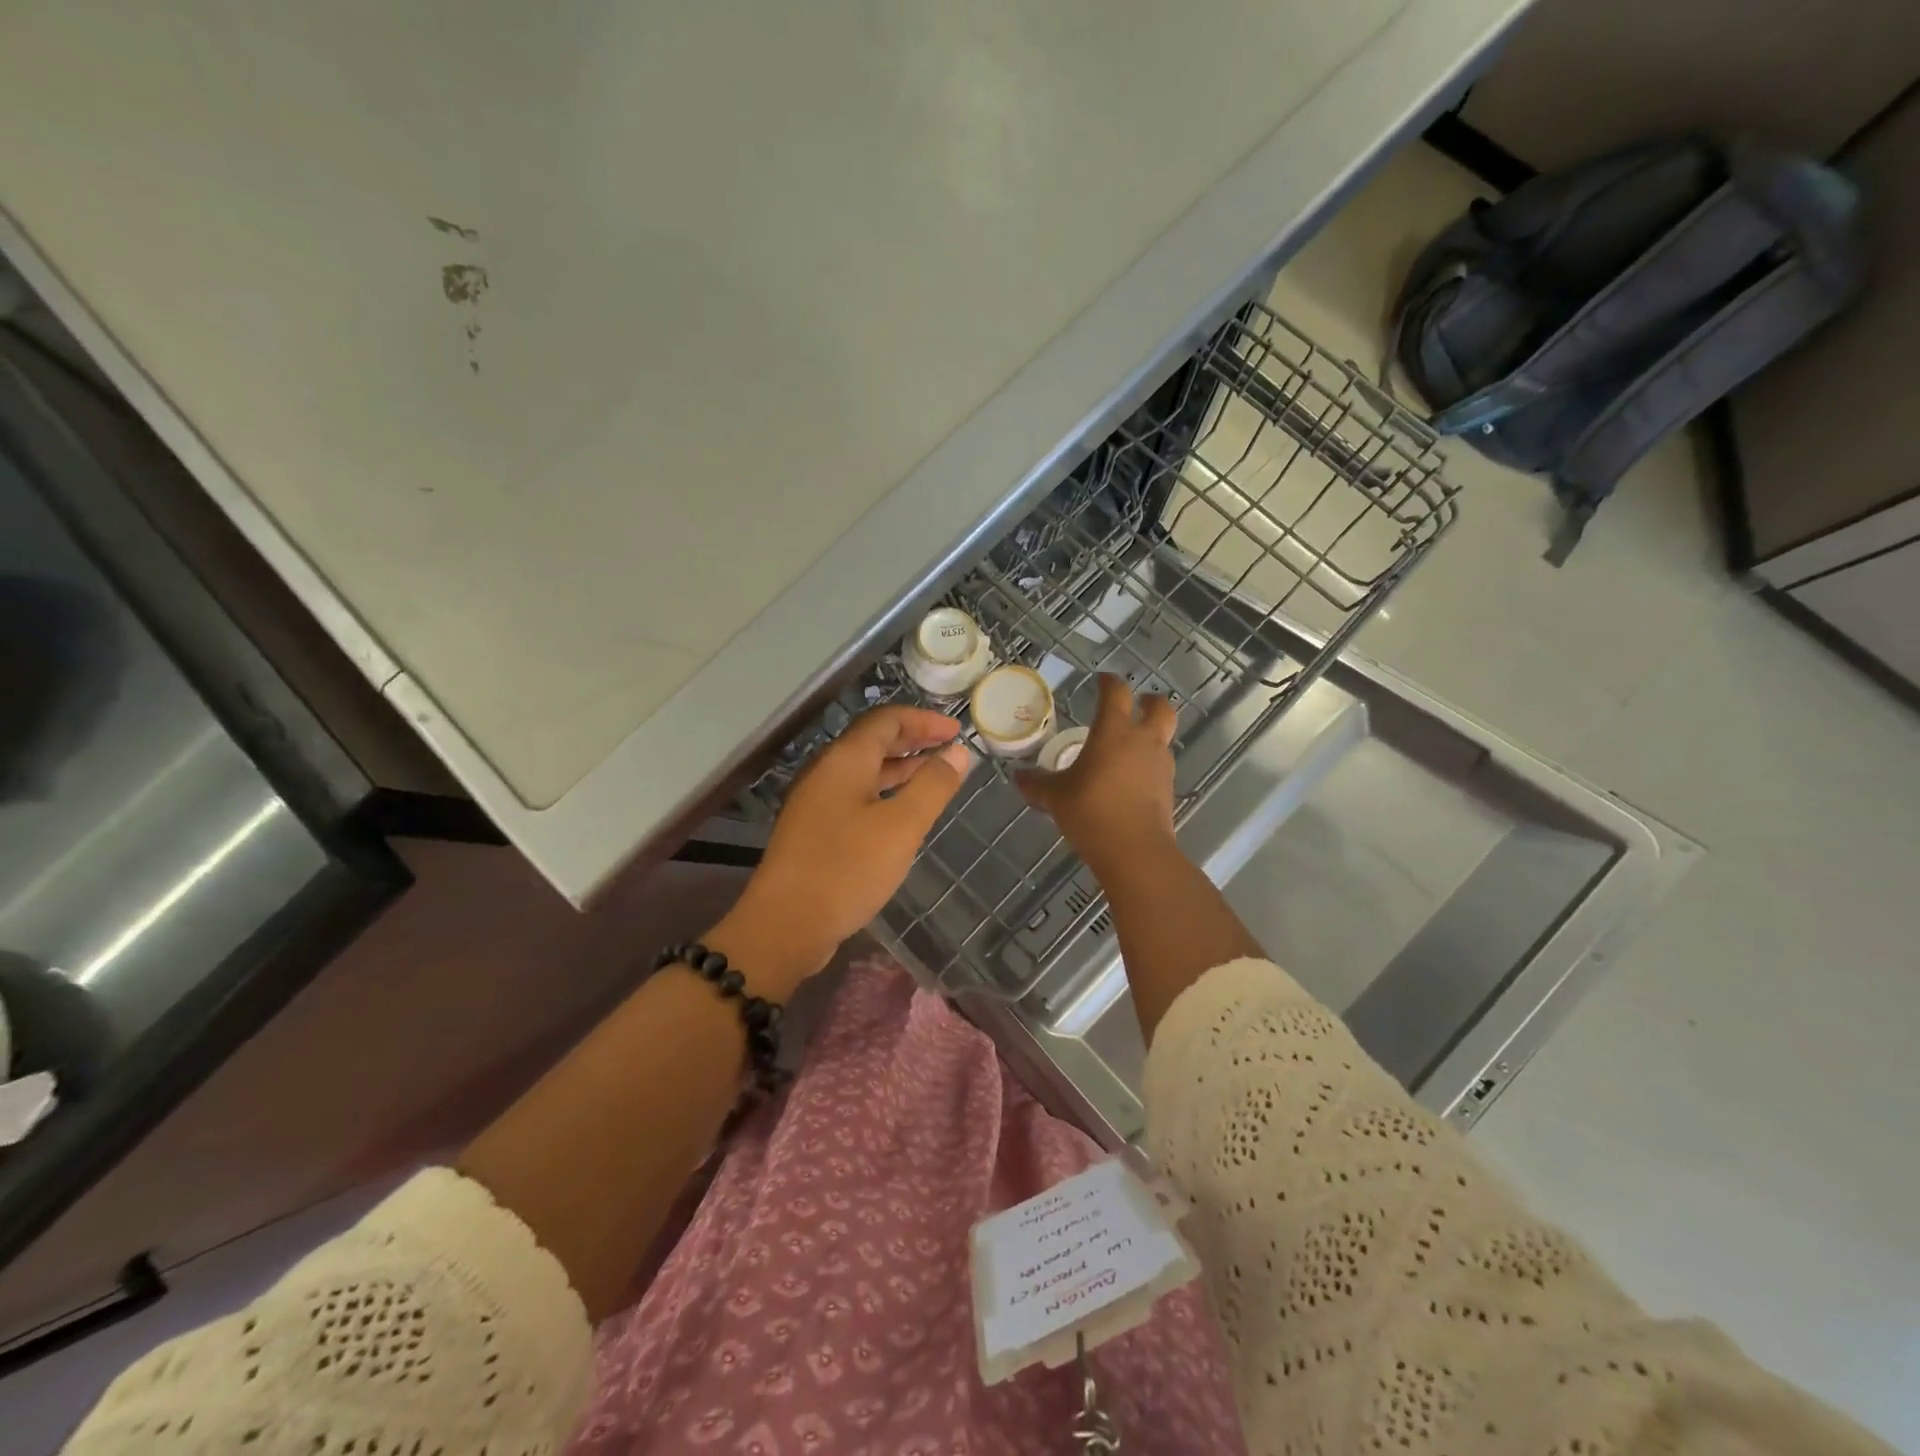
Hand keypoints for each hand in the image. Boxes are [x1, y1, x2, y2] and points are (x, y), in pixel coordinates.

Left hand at [707, 706, 970, 998]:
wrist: (785, 925)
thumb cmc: (847, 869)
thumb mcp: (902, 826)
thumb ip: (933, 785)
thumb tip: (958, 751)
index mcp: (845, 760)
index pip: (886, 720)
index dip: (923, 720)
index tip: (957, 730)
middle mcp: (826, 772)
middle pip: (873, 741)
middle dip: (914, 740)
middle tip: (950, 748)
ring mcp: (816, 802)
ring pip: (864, 771)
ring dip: (901, 768)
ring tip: (935, 775)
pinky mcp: (814, 830)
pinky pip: (856, 796)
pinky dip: (885, 793)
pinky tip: (903, 812)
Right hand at [1016, 674, 1177, 873]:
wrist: (1134, 850)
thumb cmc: (1091, 811)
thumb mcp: (1055, 797)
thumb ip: (1037, 784)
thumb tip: (1018, 777)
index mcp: (1114, 731)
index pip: (1116, 693)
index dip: (1109, 682)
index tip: (1101, 680)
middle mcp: (1142, 741)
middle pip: (1160, 707)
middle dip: (1150, 702)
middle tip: (1137, 704)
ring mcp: (1160, 765)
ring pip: (1162, 737)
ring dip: (1150, 735)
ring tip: (1128, 747)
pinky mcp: (1168, 789)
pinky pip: (1159, 766)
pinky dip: (1148, 764)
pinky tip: (1131, 779)